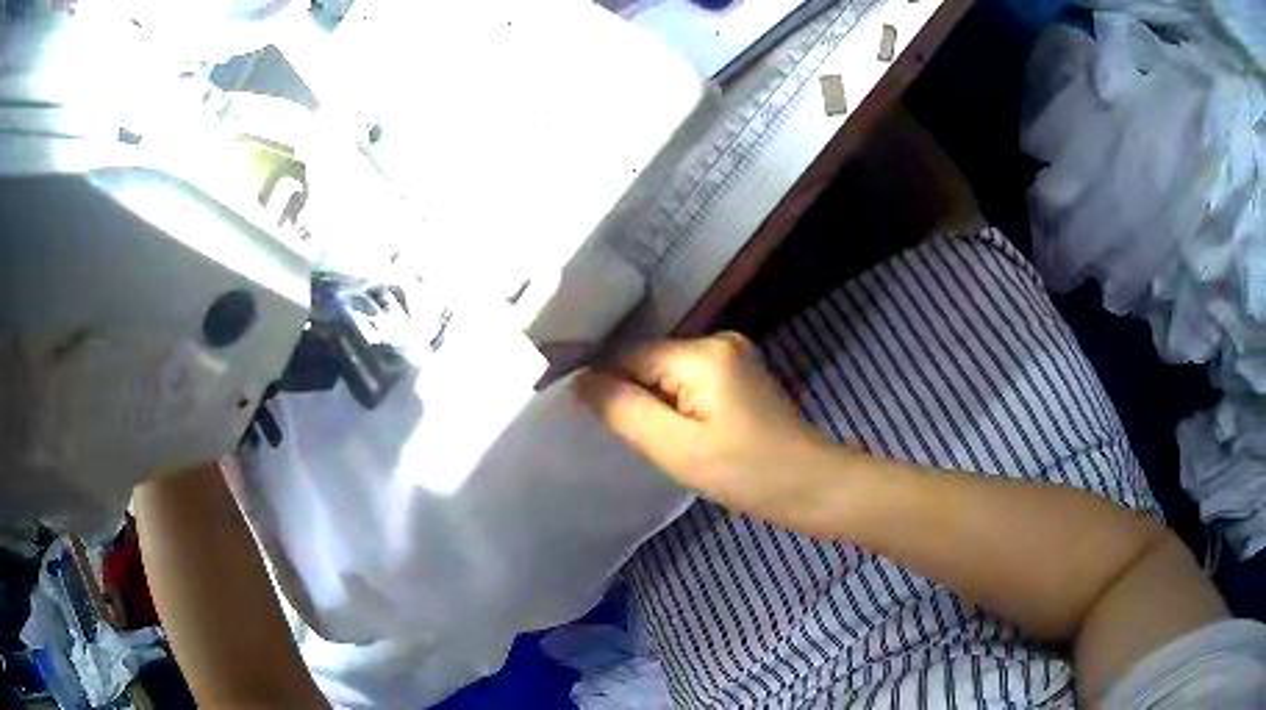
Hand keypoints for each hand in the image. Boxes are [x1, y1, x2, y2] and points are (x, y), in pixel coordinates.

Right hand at [577, 333, 848, 531]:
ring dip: (656, 404)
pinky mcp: (741, 376)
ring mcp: (734, 357)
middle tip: (632, 439)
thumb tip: (580, 380)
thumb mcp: (675, 447)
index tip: (591, 420)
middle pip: (651, 362)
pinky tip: (681, 434)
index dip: (607, 385)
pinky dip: (677, 405)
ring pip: (669, 374)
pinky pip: (691, 382)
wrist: (811, 486)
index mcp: (703, 352)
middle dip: (635, 397)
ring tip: (655, 440)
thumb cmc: (745, 471)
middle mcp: (719, 340)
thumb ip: (623, 410)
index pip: (631, 356)